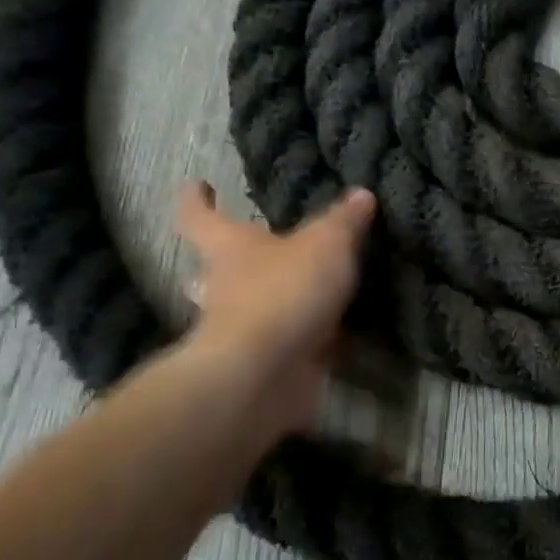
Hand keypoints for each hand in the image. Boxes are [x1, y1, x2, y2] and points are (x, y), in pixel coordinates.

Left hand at [174, 182, 377, 443]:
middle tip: (253, 254)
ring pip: (249, 309)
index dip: (197, 200)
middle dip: (227, 263)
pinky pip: (288, 343)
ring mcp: (242, 330)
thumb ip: (345, 220)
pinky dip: (308, 339)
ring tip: (309, 294)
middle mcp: (225, 288)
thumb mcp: (328, 243)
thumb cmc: (284, 291)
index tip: (198, 185)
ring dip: (271, 303)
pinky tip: (339, 335)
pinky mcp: (266, 363)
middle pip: (213, 271)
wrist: (265, 373)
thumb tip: (361, 194)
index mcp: (229, 249)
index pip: (201, 217)